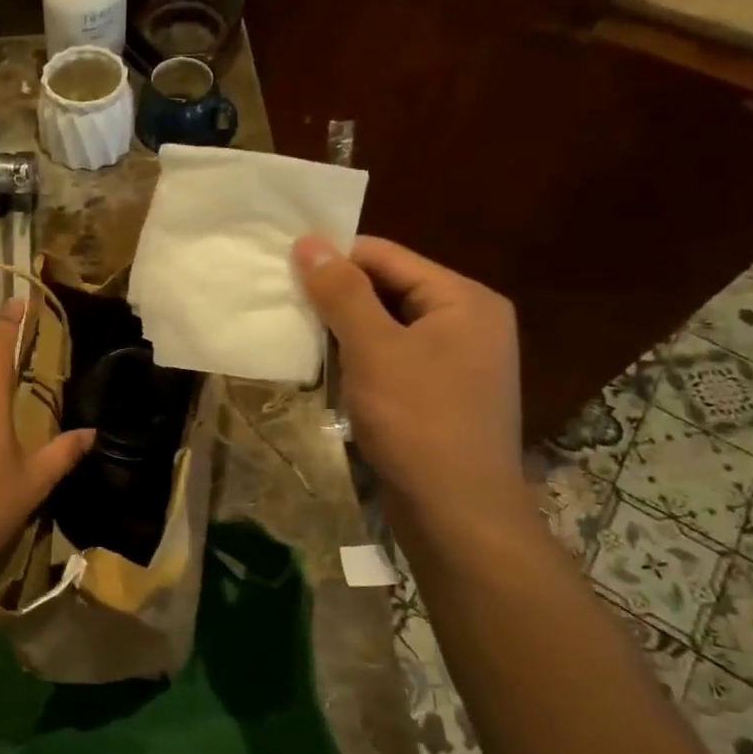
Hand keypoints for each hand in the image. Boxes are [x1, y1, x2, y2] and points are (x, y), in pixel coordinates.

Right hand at [294, 234, 523, 514]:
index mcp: (464, 299)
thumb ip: (342, 292)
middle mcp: (469, 321)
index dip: (335, 258)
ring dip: (345, 328)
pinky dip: (361, 357)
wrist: (457, 512)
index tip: (283, 267)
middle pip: (390, 288)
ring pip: (389, 325)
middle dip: (338, 296)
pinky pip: (395, 357)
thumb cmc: (417, 420)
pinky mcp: (442, 393)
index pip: (388, 256)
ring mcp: (459, 360)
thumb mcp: (374, 348)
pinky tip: (327, 367)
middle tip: (284, 301)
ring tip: (297, 331)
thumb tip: (309, 241)